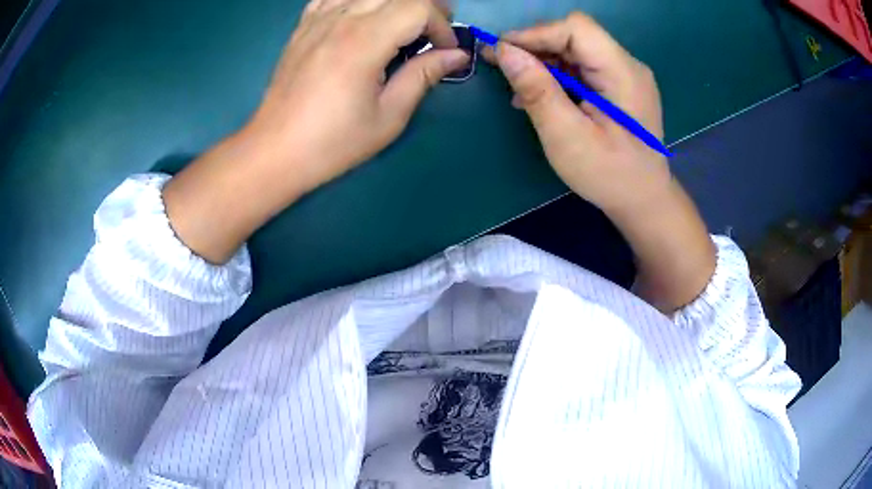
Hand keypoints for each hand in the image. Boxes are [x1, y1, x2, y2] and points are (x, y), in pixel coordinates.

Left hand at [244, 0, 468, 191]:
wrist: (275, 150)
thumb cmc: (333, 141)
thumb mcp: (388, 116)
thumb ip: (423, 76)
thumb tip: (457, 56)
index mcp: (364, 41)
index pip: (418, 8)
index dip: (441, 26)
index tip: (445, 51)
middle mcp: (341, 19)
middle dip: (427, 7)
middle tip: (435, 32)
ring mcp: (318, 20)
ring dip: (395, 2)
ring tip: (405, 22)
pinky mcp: (303, 27)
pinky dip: (356, 1)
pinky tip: (362, 16)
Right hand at [486, 14, 714, 311]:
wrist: (643, 201)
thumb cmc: (609, 175)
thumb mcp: (567, 137)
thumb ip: (537, 90)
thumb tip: (503, 51)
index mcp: (623, 73)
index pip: (576, 28)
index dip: (535, 33)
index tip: (501, 52)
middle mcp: (628, 65)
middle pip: (575, 36)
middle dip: (536, 47)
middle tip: (502, 67)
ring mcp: (625, 75)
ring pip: (576, 50)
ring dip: (544, 63)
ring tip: (519, 89)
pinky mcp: (619, 87)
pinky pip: (583, 68)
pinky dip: (558, 76)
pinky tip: (542, 96)